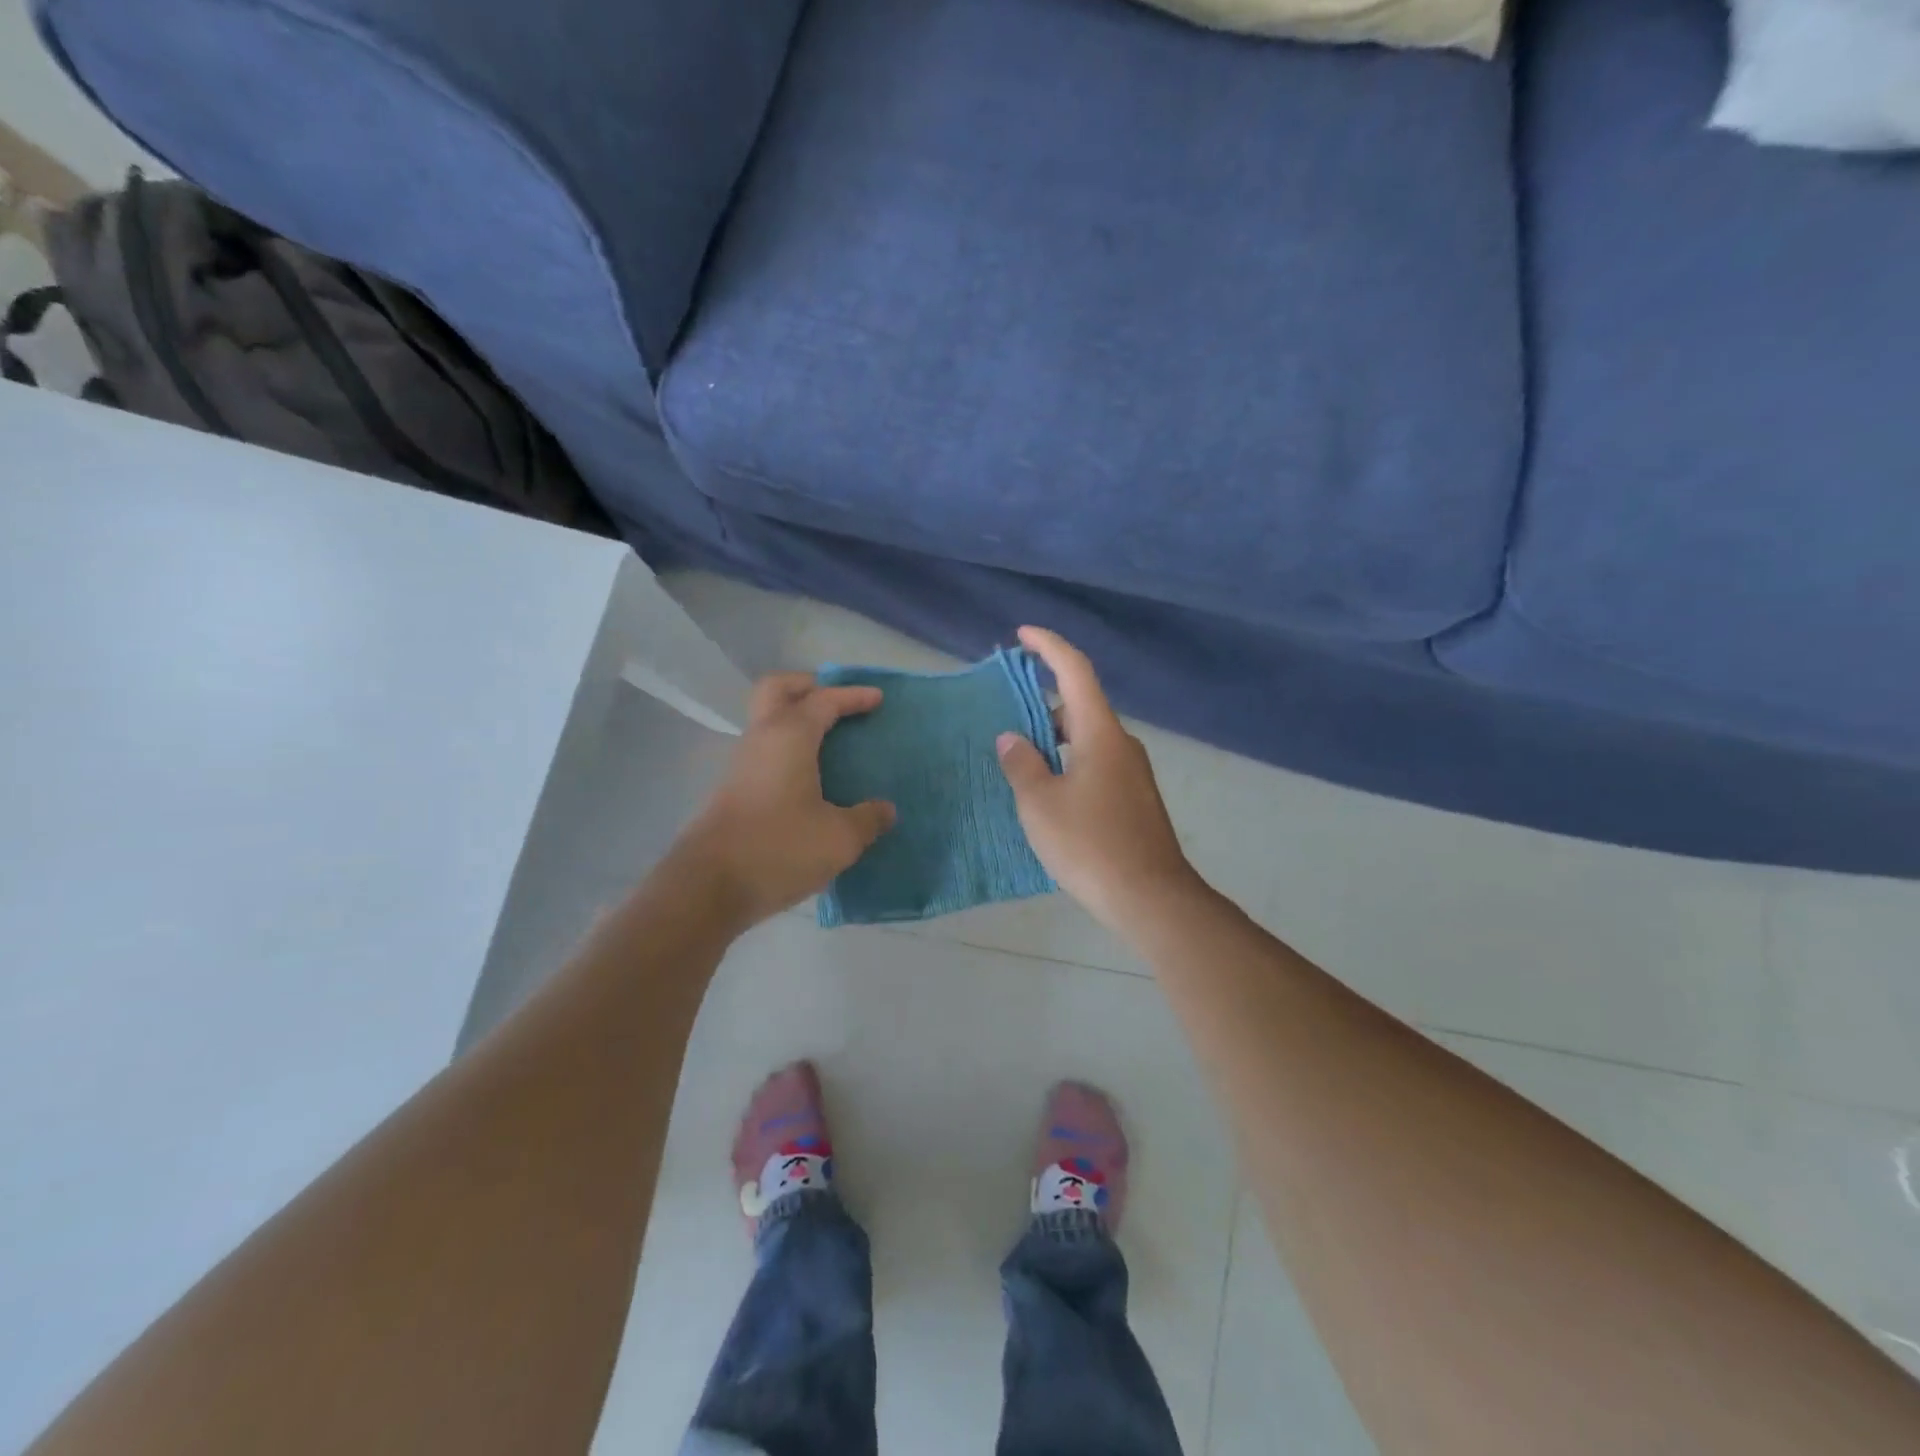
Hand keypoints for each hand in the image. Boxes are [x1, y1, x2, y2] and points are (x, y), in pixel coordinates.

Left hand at [676, 674, 896, 926]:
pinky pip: (765, 751)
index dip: (852, 696)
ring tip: (829, 742)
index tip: (877, 698)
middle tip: (837, 703)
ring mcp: (741, 764)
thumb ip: (867, 819)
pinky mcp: (732, 790)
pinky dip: (788, 749)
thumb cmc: (779, 849)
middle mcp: (761, 739)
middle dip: (808, 686)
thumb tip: (885, 810)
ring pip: (767, 721)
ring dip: (795, 719)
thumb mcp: (839, 839)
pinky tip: (809, 779)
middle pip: (777, 689)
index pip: (824, 700)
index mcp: (790, 736)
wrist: (707, 888)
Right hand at [995, 627, 1199, 934]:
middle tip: (1006, 710)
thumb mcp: (1041, 805)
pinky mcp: (1134, 798)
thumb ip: (1022, 765)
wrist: (1151, 897)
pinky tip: (1048, 790)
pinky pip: (1095, 762)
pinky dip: (1068, 760)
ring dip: (1054, 736)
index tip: (1022, 635)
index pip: (1075, 671)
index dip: (1048, 647)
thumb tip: (1012, 738)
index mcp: (1099, 734)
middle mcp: (1121, 744)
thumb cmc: (1090, 845)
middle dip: (1042, 700)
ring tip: (1019, 756)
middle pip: (1080, 704)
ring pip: (1087, 737)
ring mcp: (1132, 772)